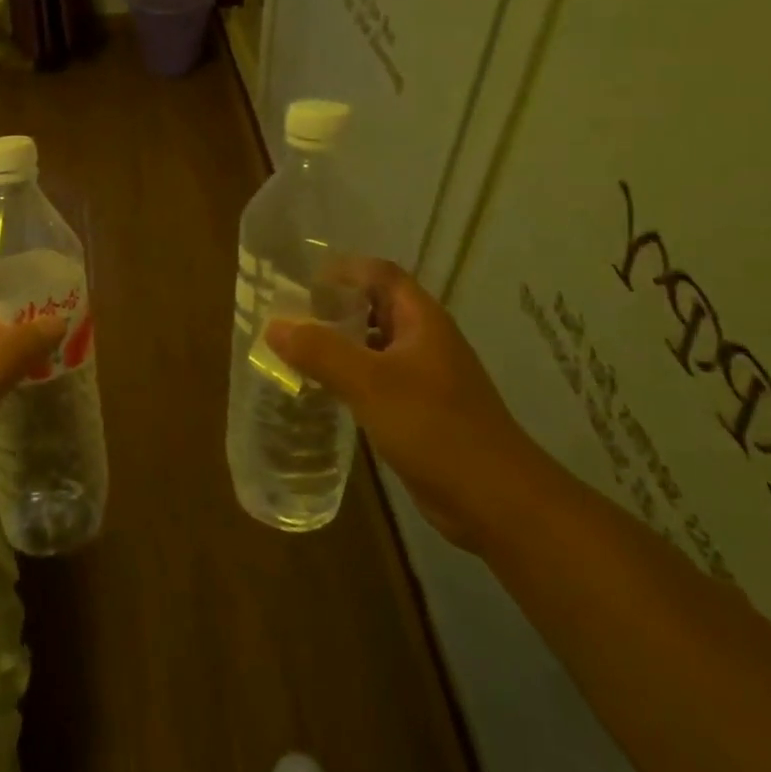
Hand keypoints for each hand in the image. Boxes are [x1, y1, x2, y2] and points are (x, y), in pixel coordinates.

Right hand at [266, 259, 544, 552]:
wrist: (497, 502)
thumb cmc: (436, 428)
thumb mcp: (370, 384)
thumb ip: (321, 351)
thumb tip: (273, 325)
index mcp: (422, 320)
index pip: (380, 274)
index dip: (343, 270)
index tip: (301, 281)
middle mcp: (425, 341)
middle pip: (376, 307)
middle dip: (335, 306)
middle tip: (289, 315)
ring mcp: (425, 378)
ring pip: (375, 346)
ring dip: (340, 343)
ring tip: (296, 350)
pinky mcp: (420, 412)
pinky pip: (377, 381)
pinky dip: (350, 377)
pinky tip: (323, 391)